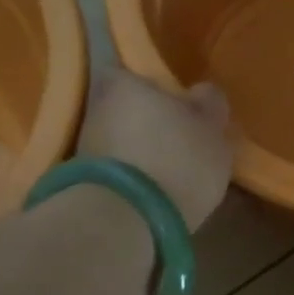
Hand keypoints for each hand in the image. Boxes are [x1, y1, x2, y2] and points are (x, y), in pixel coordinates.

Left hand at [78, 72, 232, 231]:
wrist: (127, 221)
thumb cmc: (176, 159)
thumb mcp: (212, 129)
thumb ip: (209, 105)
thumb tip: (202, 93)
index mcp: (123, 82)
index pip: (134, 73)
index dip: (156, 89)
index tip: (177, 107)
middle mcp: (95, 108)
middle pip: (126, 110)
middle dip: (148, 124)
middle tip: (180, 143)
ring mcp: (83, 148)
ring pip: (119, 142)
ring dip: (139, 154)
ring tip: (171, 176)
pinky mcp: (81, 185)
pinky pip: (114, 173)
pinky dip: (131, 180)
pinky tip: (154, 196)